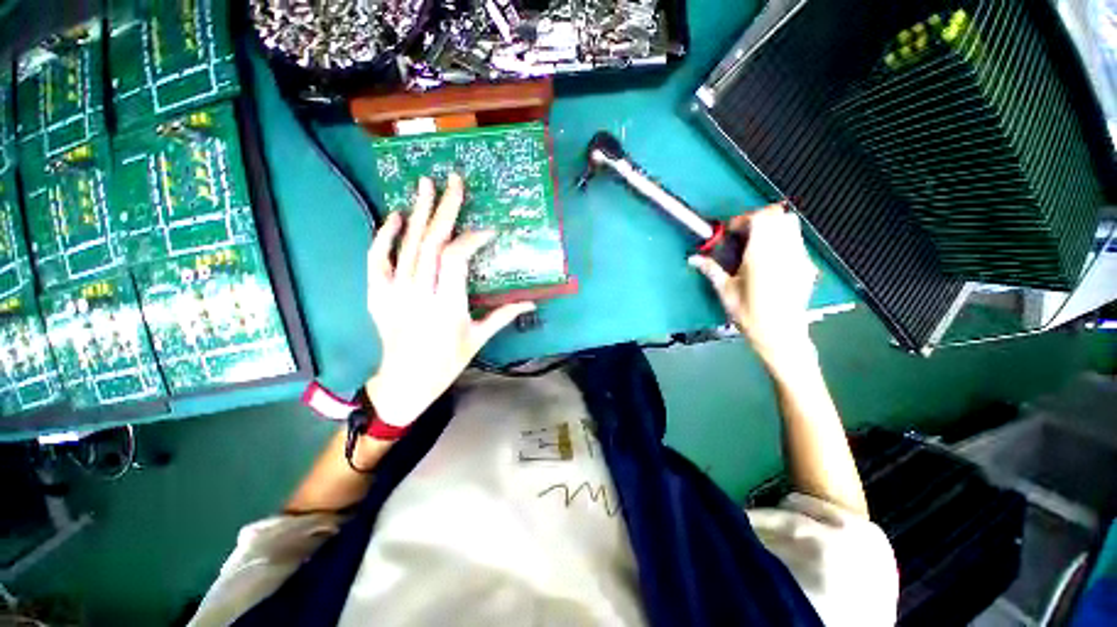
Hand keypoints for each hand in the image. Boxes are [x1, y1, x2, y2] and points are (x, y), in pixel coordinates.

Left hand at [364, 174, 534, 427]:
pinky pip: (376, 258)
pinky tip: (397, 216)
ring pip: (406, 245)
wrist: (404, 381)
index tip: (488, 230)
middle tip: (454, 181)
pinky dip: (385, 235)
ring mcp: (393, 292)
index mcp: (447, 306)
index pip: (456, 258)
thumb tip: (532, 302)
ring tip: (427, 183)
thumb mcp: (478, 338)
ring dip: (418, 211)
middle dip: (445, 209)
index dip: (472, 238)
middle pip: (430, 243)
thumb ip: (504, 315)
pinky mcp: (377, 294)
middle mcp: (419, 294)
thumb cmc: (447, 362)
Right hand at [689, 205, 817, 371]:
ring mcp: (799, 258)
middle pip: (780, 215)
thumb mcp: (725, 292)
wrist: (781, 335)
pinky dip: (783, 241)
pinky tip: (771, 261)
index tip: (731, 231)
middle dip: (761, 219)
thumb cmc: (749, 314)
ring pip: (792, 226)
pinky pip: (797, 242)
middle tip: (745, 235)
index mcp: (761, 255)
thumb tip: (692, 259)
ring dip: (774, 228)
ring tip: (758, 246)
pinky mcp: (807, 267)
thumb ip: (711, 270)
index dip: (744, 219)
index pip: (761, 218)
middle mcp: (784, 251)